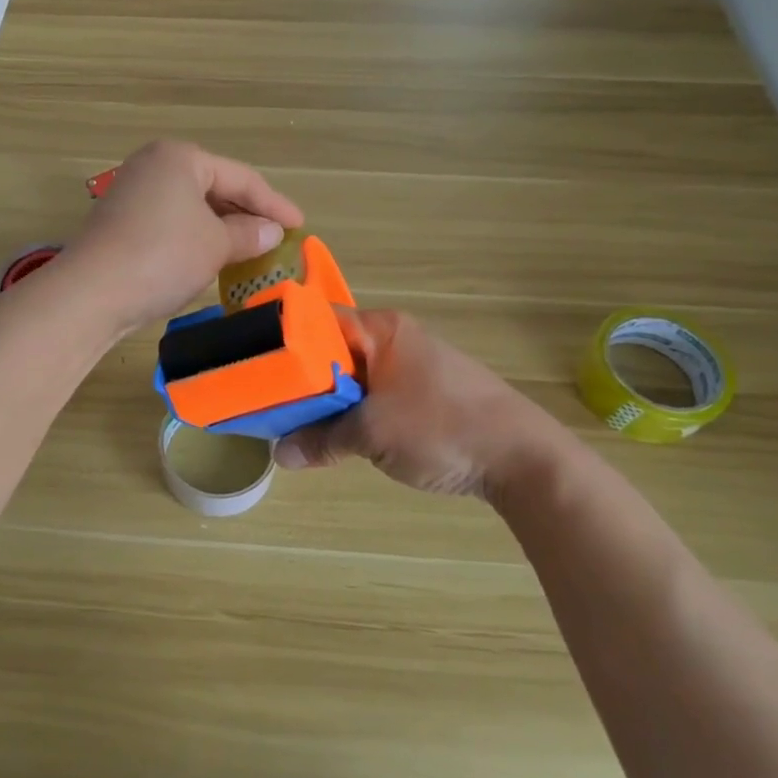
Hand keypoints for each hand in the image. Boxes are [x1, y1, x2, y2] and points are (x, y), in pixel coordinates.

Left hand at [59, 140, 303, 335]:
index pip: (240, 177)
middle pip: (213, 187)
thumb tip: (270, 231)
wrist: (92, 293)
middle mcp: (153, 166)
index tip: (300, 225)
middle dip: (246, 213)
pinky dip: (195, 237)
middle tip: (276, 236)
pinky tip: (211, 257)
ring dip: (221, 228)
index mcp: (180, 157)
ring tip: (250, 249)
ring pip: (191, 207)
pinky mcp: (121, 222)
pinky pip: (171, 223)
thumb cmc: (163, 256)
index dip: (273, 203)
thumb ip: (248, 234)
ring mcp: (132, 193)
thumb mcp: (215, 245)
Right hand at [275, 308, 575, 513]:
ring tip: (297, 424)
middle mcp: (395, 338)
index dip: (284, 341)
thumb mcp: (372, 434)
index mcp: (382, 329)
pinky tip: (340, 435)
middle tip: (270, 405)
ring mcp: (413, 366)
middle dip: (303, 379)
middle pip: (333, 350)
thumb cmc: (442, 427)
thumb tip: (280, 454)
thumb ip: (322, 439)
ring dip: (329, 400)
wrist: (523, 457)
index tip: (254, 367)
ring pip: (353, 376)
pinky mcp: (426, 394)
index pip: (318, 320)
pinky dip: (354, 411)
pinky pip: (375, 395)